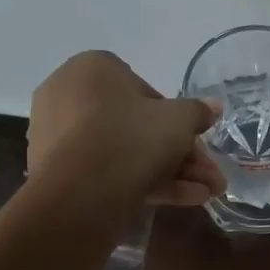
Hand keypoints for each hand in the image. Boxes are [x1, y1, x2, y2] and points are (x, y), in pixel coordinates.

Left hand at [28, 52, 224, 207]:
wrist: (79, 194)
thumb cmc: (131, 138)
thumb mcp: (179, 120)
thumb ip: (198, 111)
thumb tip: (212, 107)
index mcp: (93, 68)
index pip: (145, 91)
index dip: (176, 119)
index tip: (194, 141)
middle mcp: (68, 95)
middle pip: (136, 126)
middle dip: (179, 154)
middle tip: (208, 176)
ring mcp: (58, 136)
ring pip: (124, 152)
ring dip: (170, 172)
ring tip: (206, 194)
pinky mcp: (56, 172)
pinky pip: (106, 171)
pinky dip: (142, 183)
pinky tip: (182, 201)